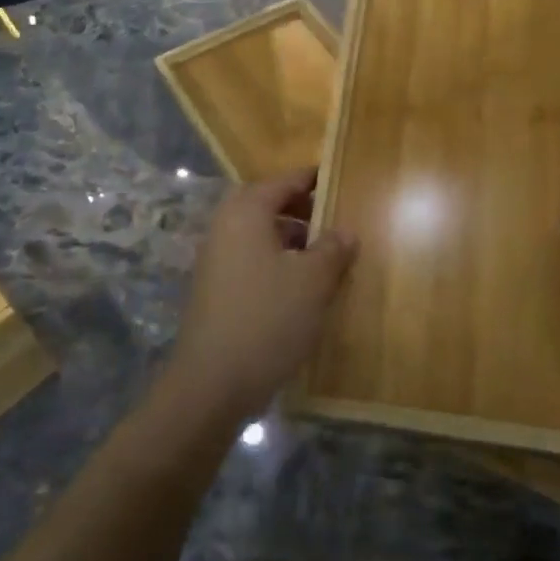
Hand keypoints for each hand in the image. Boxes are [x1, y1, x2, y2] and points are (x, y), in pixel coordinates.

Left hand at [167, 169, 357, 420]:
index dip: (310, 180)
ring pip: (257, 235)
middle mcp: (224, 229)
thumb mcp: (313, 281)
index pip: (282, 182)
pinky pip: (249, 260)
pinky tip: (299, 286)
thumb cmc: (268, 318)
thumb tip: (346, 231)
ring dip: (288, 237)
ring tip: (323, 254)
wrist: (213, 382)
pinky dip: (275, 261)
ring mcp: (215, 261)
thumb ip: (332, 249)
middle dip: (298, 209)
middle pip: (265, 205)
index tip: (337, 179)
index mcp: (245, 214)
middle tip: (331, 218)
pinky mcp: (215, 290)